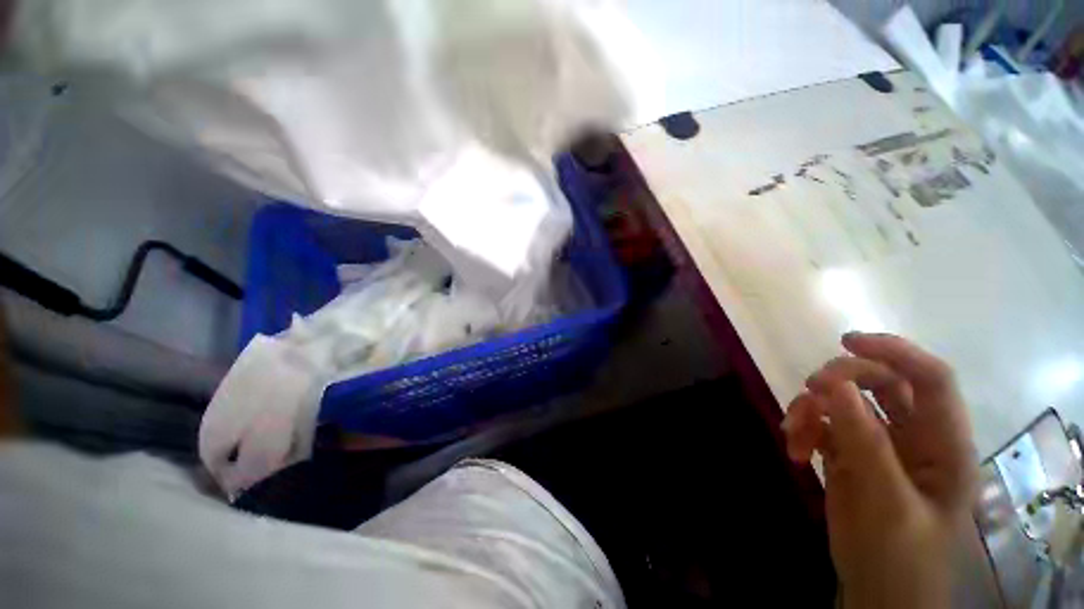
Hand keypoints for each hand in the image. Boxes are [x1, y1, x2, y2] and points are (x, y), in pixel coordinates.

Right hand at [782, 333, 976, 608]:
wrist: (876, 592)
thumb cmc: (899, 555)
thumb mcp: (887, 501)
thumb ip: (865, 442)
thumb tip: (831, 384)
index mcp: (944, 445)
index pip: (931, 379)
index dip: (895, 352)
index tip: (846, 341)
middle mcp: (915, 438)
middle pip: (882, 384)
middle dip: (842, 380)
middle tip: (810, 390)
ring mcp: (880, 447)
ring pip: (845, 403)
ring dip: (813, 409)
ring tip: (793, 434)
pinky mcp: (850, 456)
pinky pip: (823, 426)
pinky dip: (803, 430)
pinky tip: (795, 450)